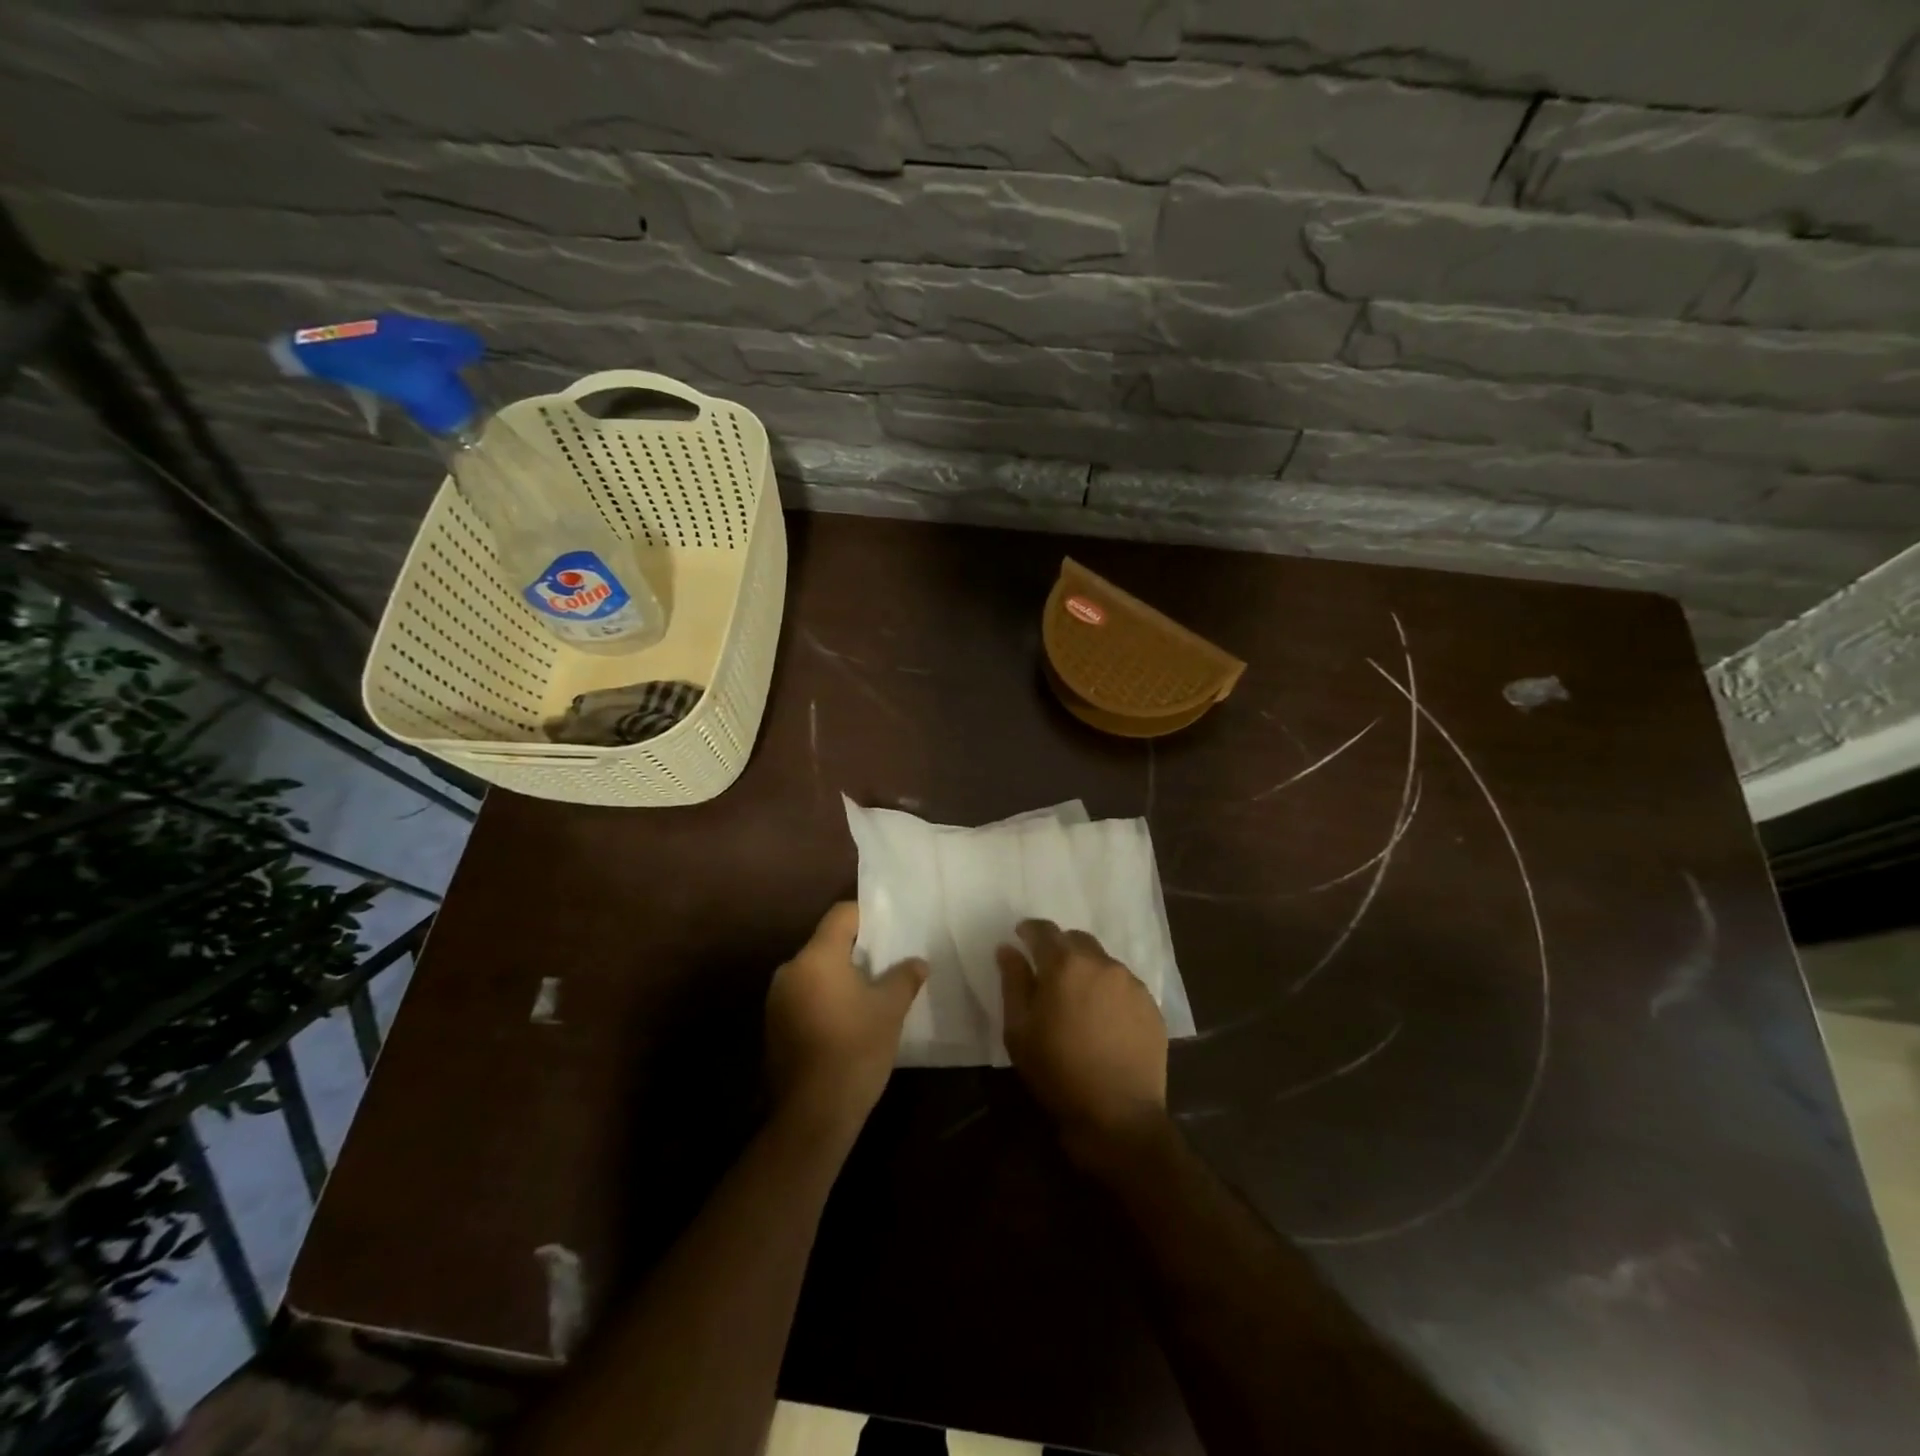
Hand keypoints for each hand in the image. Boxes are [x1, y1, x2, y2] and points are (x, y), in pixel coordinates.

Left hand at [766, 902, 926, 1141]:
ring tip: (870, 996)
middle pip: (826, 944)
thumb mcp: (890, 1010)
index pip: (841, 915)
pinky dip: (824, 1000)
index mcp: (816, 957)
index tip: (890, 931)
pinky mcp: (774, 1027)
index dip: (868, 917)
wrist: (813, 1114)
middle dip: (856, 952)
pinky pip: (804, 997)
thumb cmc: (856, 1049)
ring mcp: (777, 1000)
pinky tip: (847, 1023)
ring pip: (815, 973)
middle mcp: (790, 970)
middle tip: (886, 965)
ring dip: (839, 978)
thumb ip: (904, 977)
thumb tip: (917, 962)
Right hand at [996, 919, 1168, 1167]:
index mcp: (1066, 965)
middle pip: (1077, 941)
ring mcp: (1132, 984)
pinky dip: (1109, 991)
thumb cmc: (1058, 1072)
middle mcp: (1103, 964)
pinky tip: (1103, 1019)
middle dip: (1059, 948)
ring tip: (1077, 999)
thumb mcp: (1019, 1030)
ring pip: (1103, 962)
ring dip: (1086, 970)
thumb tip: (1008, 949)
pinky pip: (1124, 986)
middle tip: (1048, 972)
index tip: (1021, 937)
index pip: (1044, 930)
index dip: (1029, 930)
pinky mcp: (1151, 1007)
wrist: (1118, 1117)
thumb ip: (1013, 982)